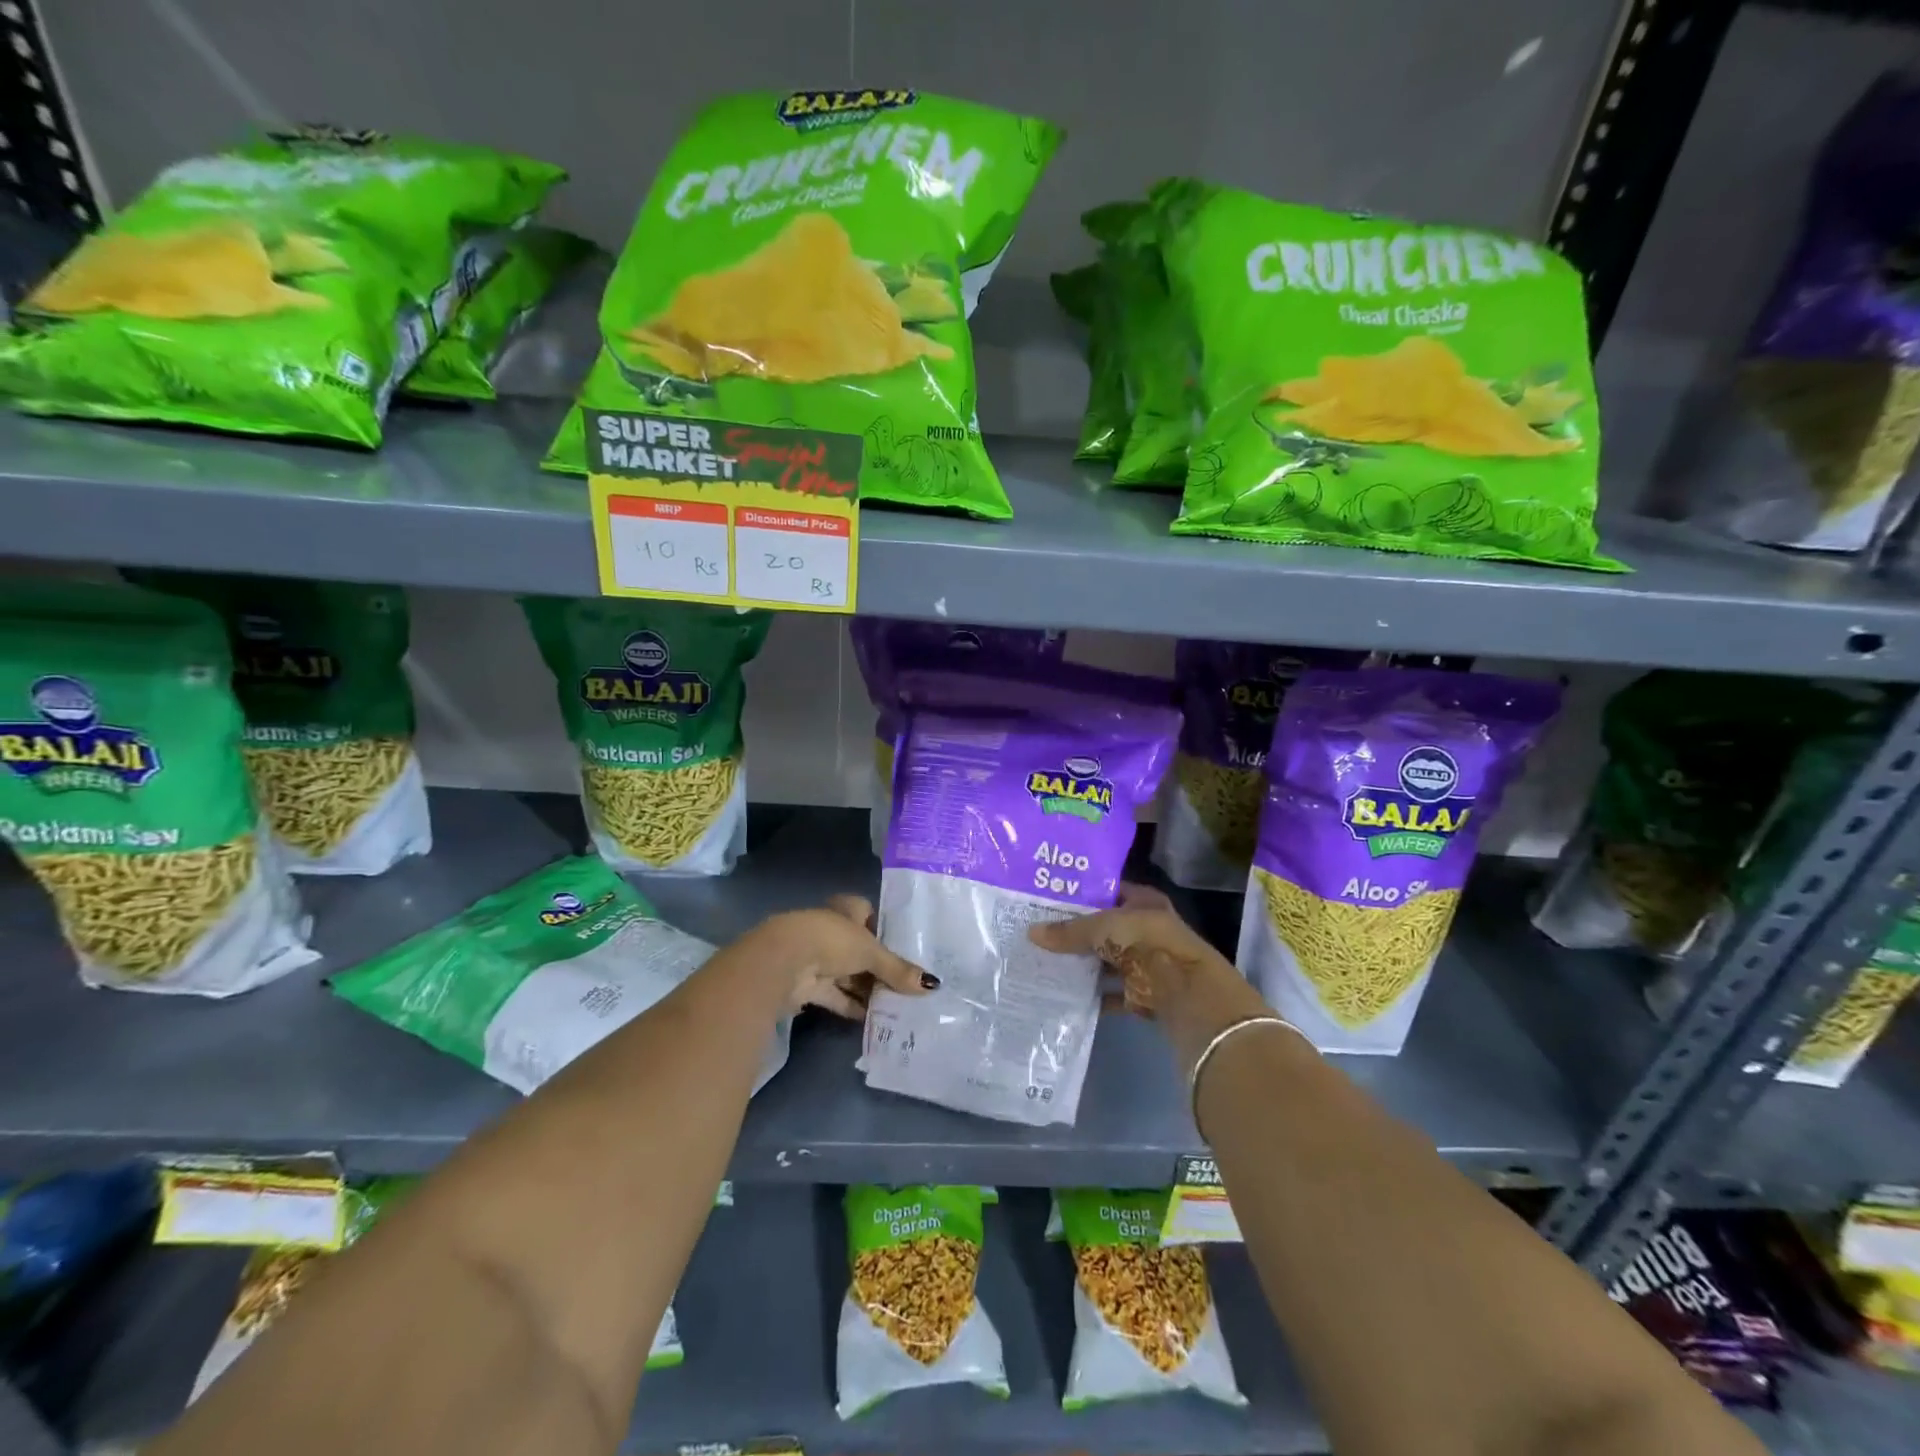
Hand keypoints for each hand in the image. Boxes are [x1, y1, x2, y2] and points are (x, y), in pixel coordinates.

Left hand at [752, 896, 936, 1019]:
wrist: (783, 962)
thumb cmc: (831, 941)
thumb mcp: (871, 952)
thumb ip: (898, 970)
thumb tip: (932, 985)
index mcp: (846, 909)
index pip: (869, 914)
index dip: (885, 930)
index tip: (907, 949)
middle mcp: (831, 930)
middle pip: (861, 949)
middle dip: (880, 967)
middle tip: (909, 983)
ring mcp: (818, 958)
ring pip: (849, 974)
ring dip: (868, 989)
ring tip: (899, 1005)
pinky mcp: (808, 985)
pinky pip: (837, 996)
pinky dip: (853, 1007)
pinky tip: (875, 1020)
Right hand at [1026, 883, 1225, 1017]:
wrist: (1187, 995)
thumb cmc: (1147, 944)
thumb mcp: (1103, 928)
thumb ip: (1069, 931)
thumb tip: (1031, 932)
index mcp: (1144, 902)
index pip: (1109, 889)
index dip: (1083, 892)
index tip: (1051, 896)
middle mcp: (1146, 929)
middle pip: (1106, 927)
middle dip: (1077, 930)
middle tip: (1039, 928)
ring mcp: (1145, 963)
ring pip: (1107, 960)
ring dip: (1083, 964)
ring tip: (1044, 959)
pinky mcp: (1143, 993)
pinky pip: (1110, 993)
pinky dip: (1092, 995)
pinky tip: (1064, 993)